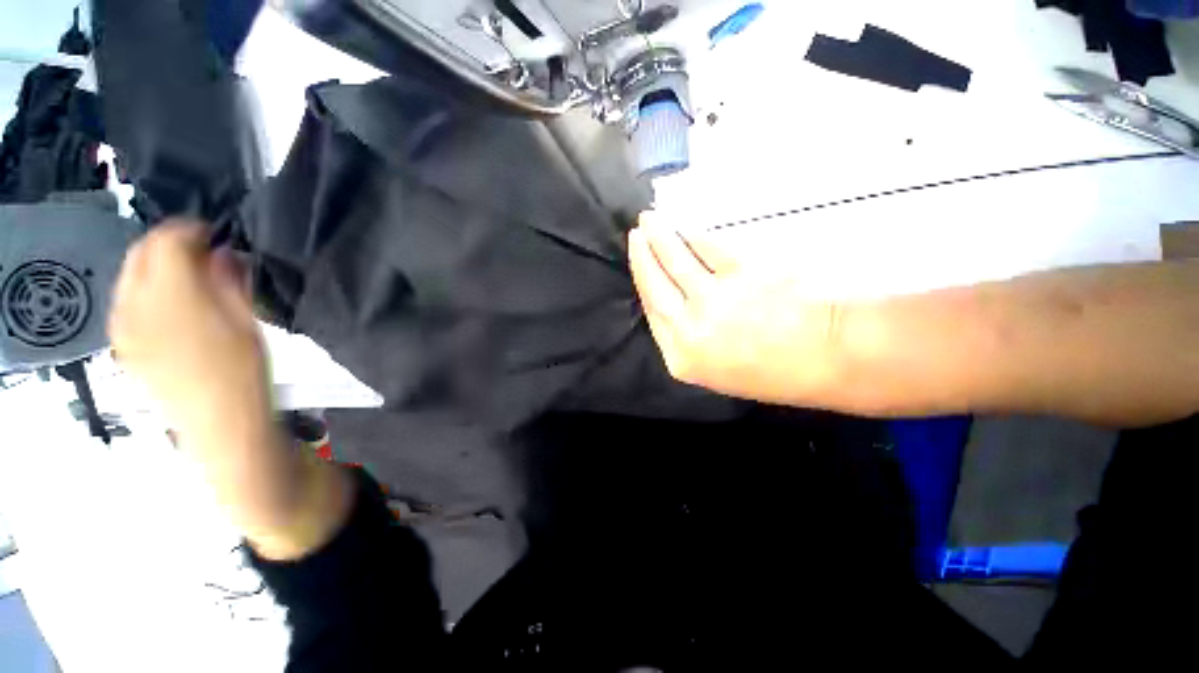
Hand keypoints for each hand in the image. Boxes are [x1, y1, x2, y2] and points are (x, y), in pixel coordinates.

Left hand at [108, 220, 269, 440]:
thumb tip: (223, 254)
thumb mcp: (248, 323)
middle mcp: (136, 303)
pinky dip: (143, 293)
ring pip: (128, 276)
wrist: (218, 423)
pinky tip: (168, 309)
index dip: (190, 229)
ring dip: (154, 268)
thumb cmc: (243, 372)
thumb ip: (231, 282)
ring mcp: (123, 325)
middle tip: (201, 254)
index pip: (168, 239)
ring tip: (186, 281)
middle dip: (168, 244)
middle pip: (140, 252)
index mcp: (172, 293)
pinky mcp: (122, 345)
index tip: (214, 234)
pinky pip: (124, 303)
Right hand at [628, 213, 846, 406]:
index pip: (652, 311)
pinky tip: (689, 229)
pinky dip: (696, 237)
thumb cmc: (772, 373)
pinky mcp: (741, 273)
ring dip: (662, 236)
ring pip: (677, 261)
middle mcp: (689, 328)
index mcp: (681, 356)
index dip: (642, 280)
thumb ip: (687, 339)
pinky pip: (709, 249)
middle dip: (641, 253)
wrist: (827, 359)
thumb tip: (673, 302)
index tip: (638, 257)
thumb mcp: (715, 371)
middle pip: (655, 284)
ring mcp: (713, 299)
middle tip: (637, 230)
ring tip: (651, 219)